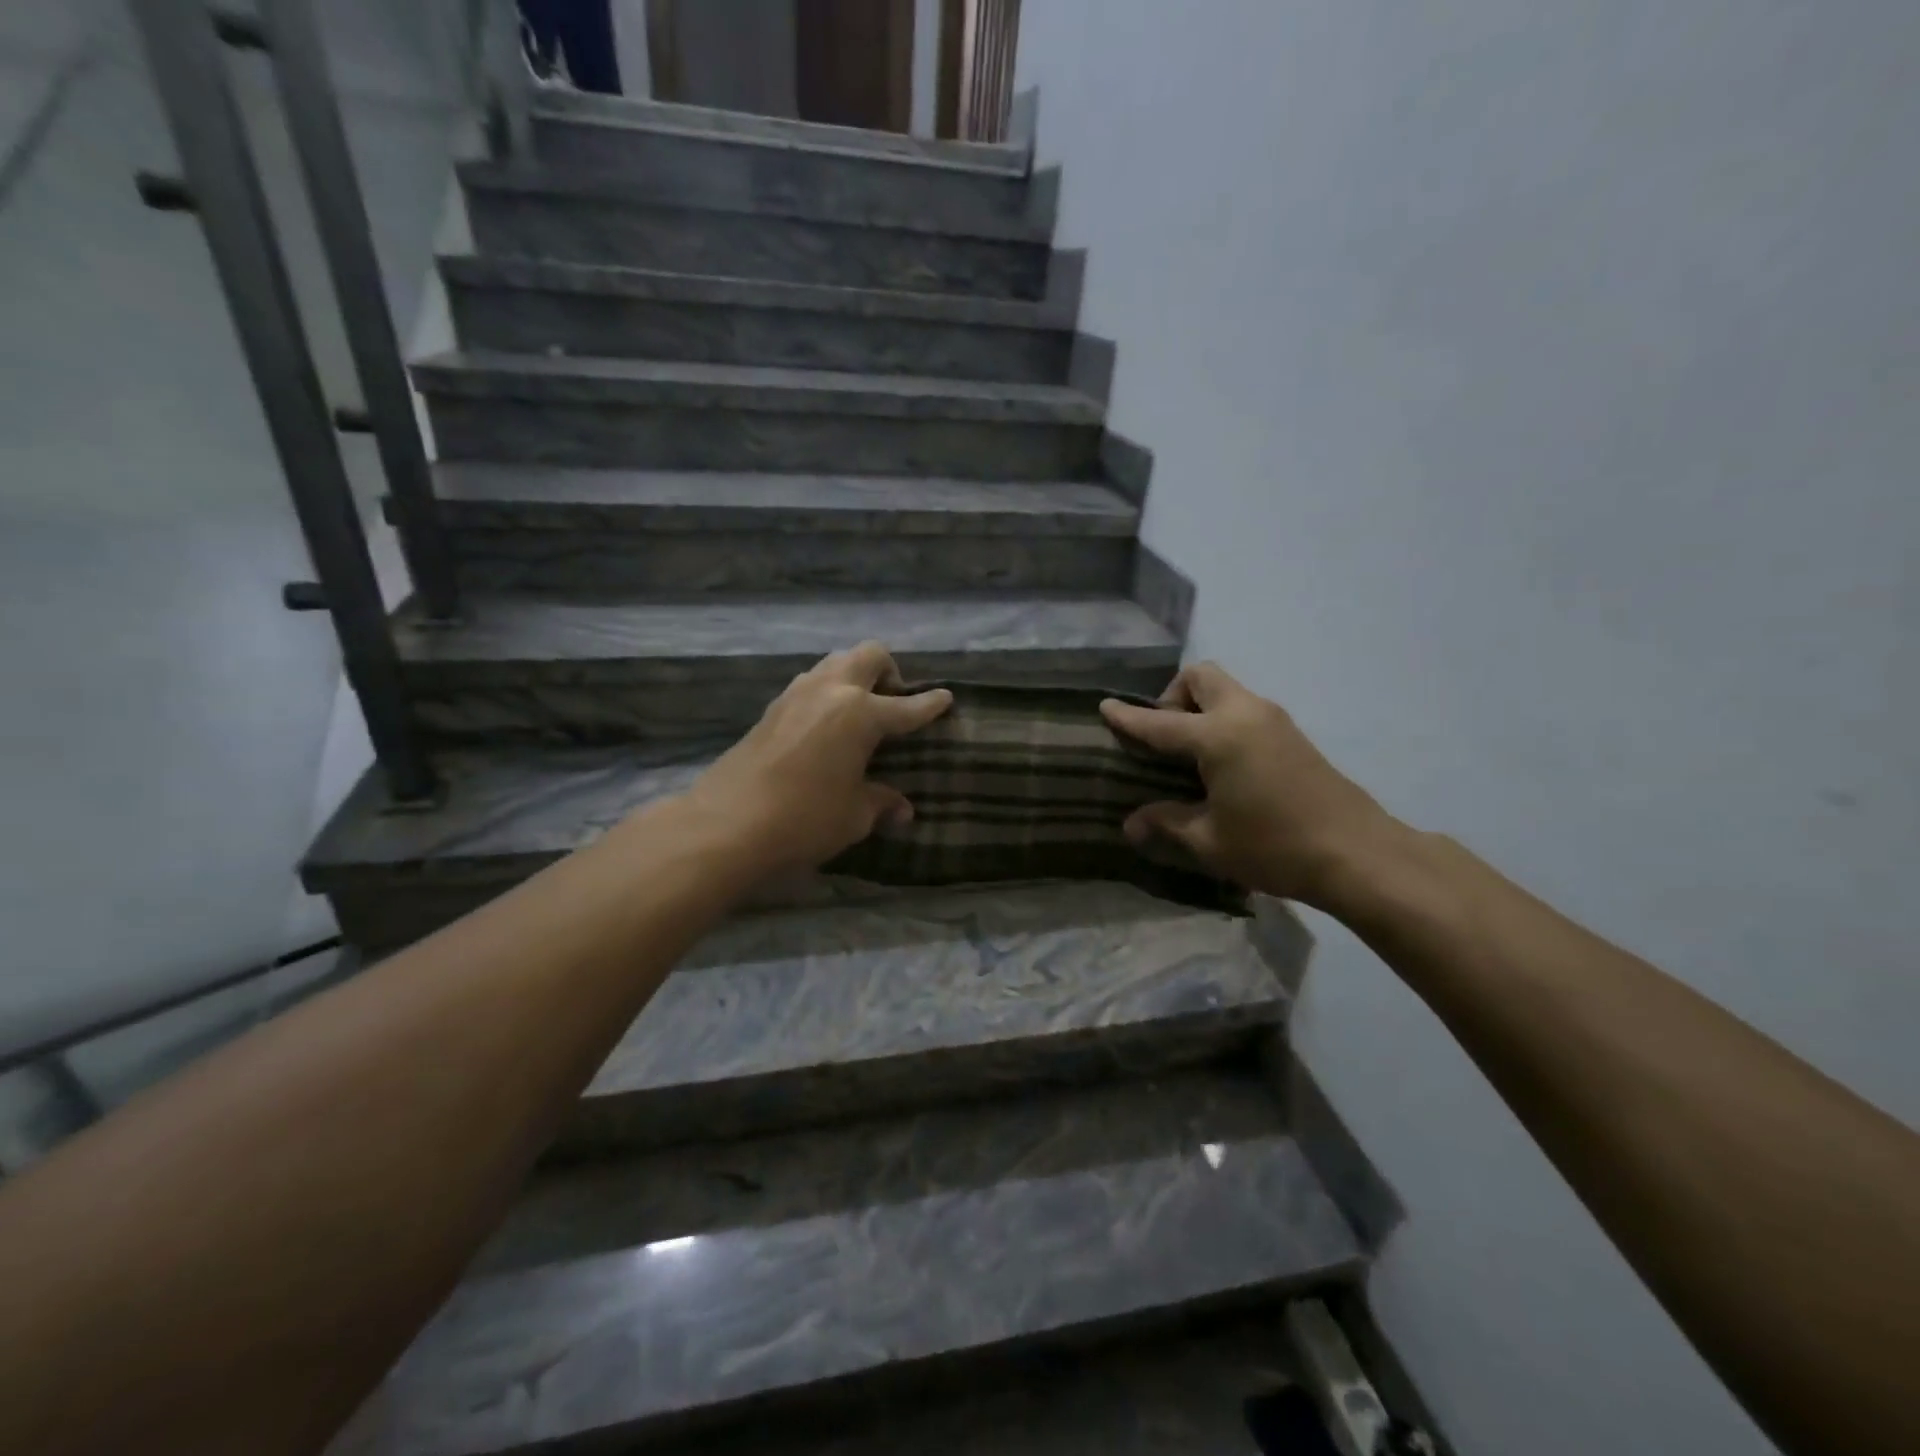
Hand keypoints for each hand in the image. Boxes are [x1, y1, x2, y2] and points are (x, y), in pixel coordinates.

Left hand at [680, 641, 951, 879]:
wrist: (725, 825)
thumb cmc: (803, 820)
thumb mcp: (854, 816)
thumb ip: (881, 802)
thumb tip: (902, 809)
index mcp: (861, 714)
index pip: (907, 706)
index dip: (931, 705)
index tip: (946, 699)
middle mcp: (831, 691)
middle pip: (869, 655)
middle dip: (890, 671)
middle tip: (893, 703)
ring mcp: (797, 694)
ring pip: (835, 662)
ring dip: (855, 677)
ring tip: (859, 713)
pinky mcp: (772, 708)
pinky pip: (811, 683)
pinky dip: (828, 692)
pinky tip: (826, 727)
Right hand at [1100, 663, 1398, 903]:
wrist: (1359, 854)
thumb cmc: (1275, 847)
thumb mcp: (1209, 841)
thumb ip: (1167, 823)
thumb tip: (1131, 824)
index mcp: (1218, 736)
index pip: (1159, 721)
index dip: (1128, 717)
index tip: (1104, 707)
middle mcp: (1244, 714)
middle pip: (1200, 676)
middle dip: (1173, 696)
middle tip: (1164, 738)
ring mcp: (1273, 719)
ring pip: (1226, 689)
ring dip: (1200, 707)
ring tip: (1189, 755)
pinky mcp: (1292, 734)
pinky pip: (1244, 708)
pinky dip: (1223, 720)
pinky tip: (1222, 765)